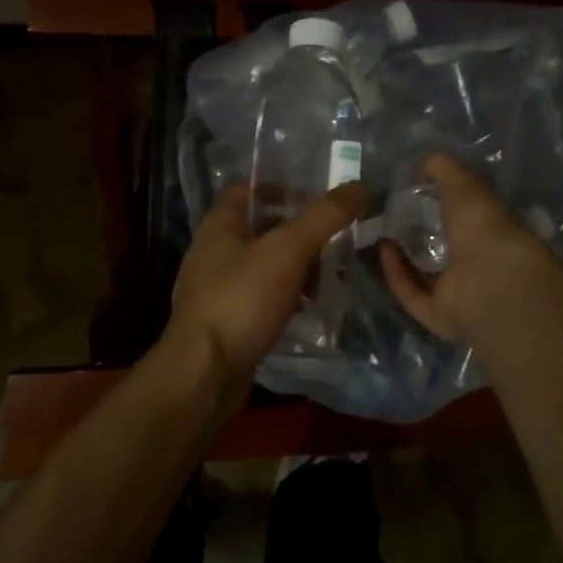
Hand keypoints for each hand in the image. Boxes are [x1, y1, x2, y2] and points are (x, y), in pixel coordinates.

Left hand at [166, 181, 367, 382]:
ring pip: (264, 265)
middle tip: (334, 239)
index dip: (282, 188)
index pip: (249, 190)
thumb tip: (358, 187)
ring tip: (328, 275)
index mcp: (219, 225)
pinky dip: (285, 297)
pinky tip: (308, 308)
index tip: (317, 198)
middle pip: (261, 228)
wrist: (204, 375)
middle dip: (298, 232)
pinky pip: (261, 298)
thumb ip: (324, 217)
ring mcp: (216, 289)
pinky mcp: (226, 322)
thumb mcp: (289, 249)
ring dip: (295, 267)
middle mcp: (213, 252)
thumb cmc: (241, 299)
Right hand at [379, 153, 562, 341]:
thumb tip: (421, 160)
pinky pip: (412, 294)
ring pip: (426, 275)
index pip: (464, 215)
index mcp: (490, 230)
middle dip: (418, 231)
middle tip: (388, 212)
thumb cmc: (483, 224)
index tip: (412, 189)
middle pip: (443, 247)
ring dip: (402, 256)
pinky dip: (396, 274)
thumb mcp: (463, 183)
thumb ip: (442, 168)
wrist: (490, 280)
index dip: (440, 202)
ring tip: (379, 230)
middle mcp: (477, 261)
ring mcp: (460, 291)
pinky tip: (384, 249)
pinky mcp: (439, 314)